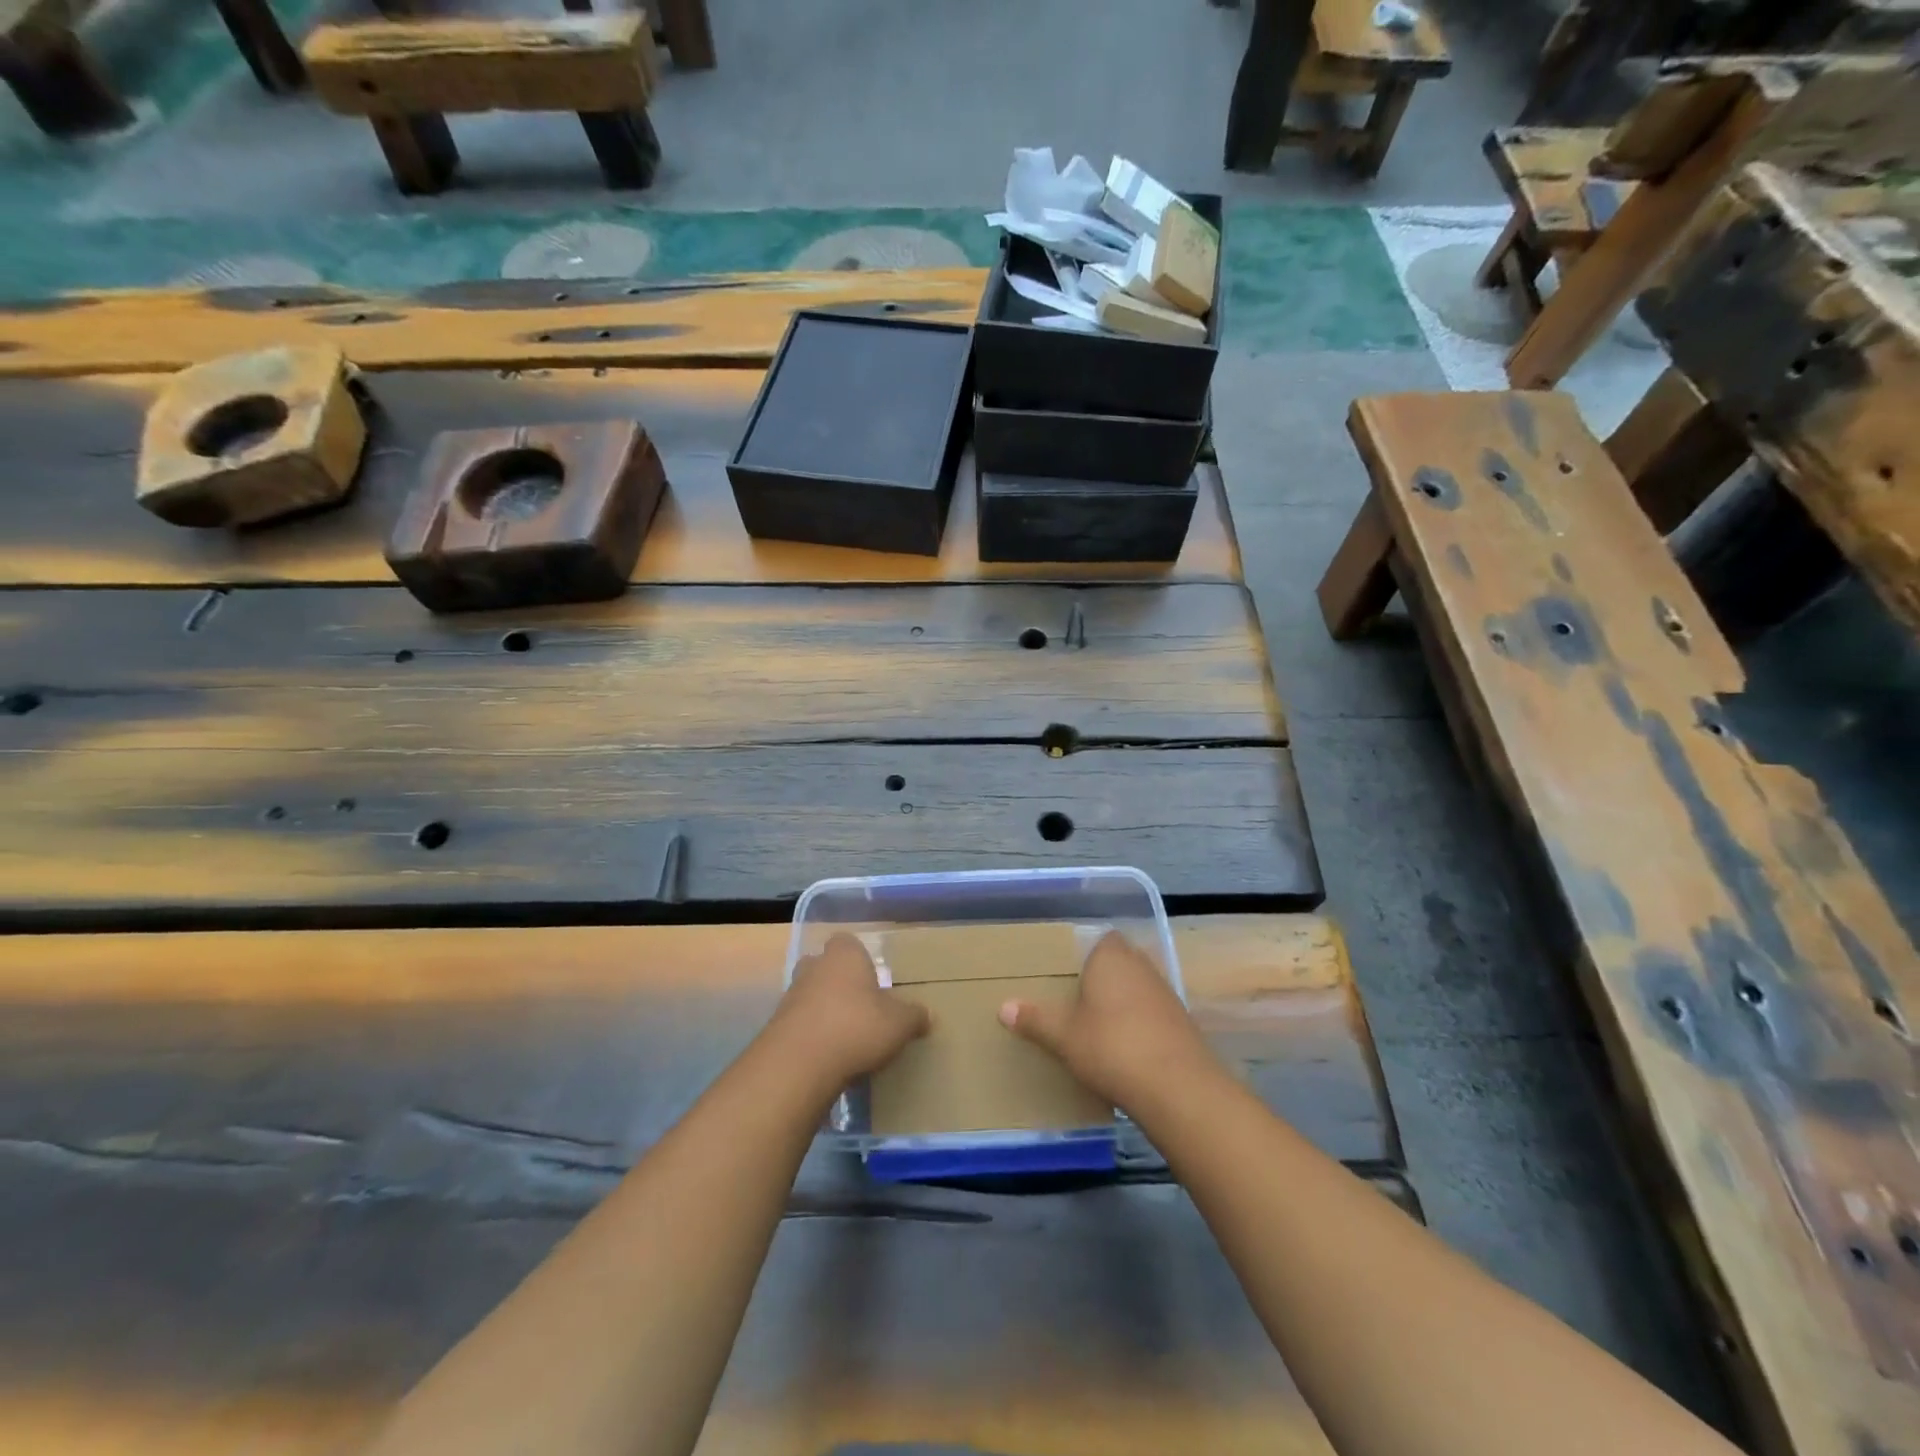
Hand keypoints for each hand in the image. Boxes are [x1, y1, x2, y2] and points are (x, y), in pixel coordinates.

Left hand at [769, 934, 929, 1087]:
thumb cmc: (856, 1027)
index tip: (873, 978)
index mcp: (844, 955)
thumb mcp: (899, 1024)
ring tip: (845, 1034)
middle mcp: (814, 967)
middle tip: (859, 1003)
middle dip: (838, 981)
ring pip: (810, 994)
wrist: (799, 1064)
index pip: (848, 942)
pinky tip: (827, 1055)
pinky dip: (811, 1034)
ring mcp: (791, 996)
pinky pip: (799, 1023)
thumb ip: (914, 1017)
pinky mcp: (776, 1027)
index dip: (860, 958)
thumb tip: (928, 1016)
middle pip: (824, 965)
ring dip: (823, 1009)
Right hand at [999, 931, 1218, 1110]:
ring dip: (1122, 1003)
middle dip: (1102, 978)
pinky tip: (1125, 1049)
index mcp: (1111, 957)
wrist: (1177, 1088)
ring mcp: (1166, 993)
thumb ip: (1035, 1019)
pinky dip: (1139, 1024)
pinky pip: (1152, 1013)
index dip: (1086, 954)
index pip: (1100, 939)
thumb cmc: (1112, 1047)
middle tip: (1076, 1000)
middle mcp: (1141, 965)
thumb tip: (1003, 1007)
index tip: (1068, 974)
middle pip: (1119, 963)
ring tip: (1097, 1027)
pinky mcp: (1182, 1022)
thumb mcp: (1064, 1036)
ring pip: (1137, 988)